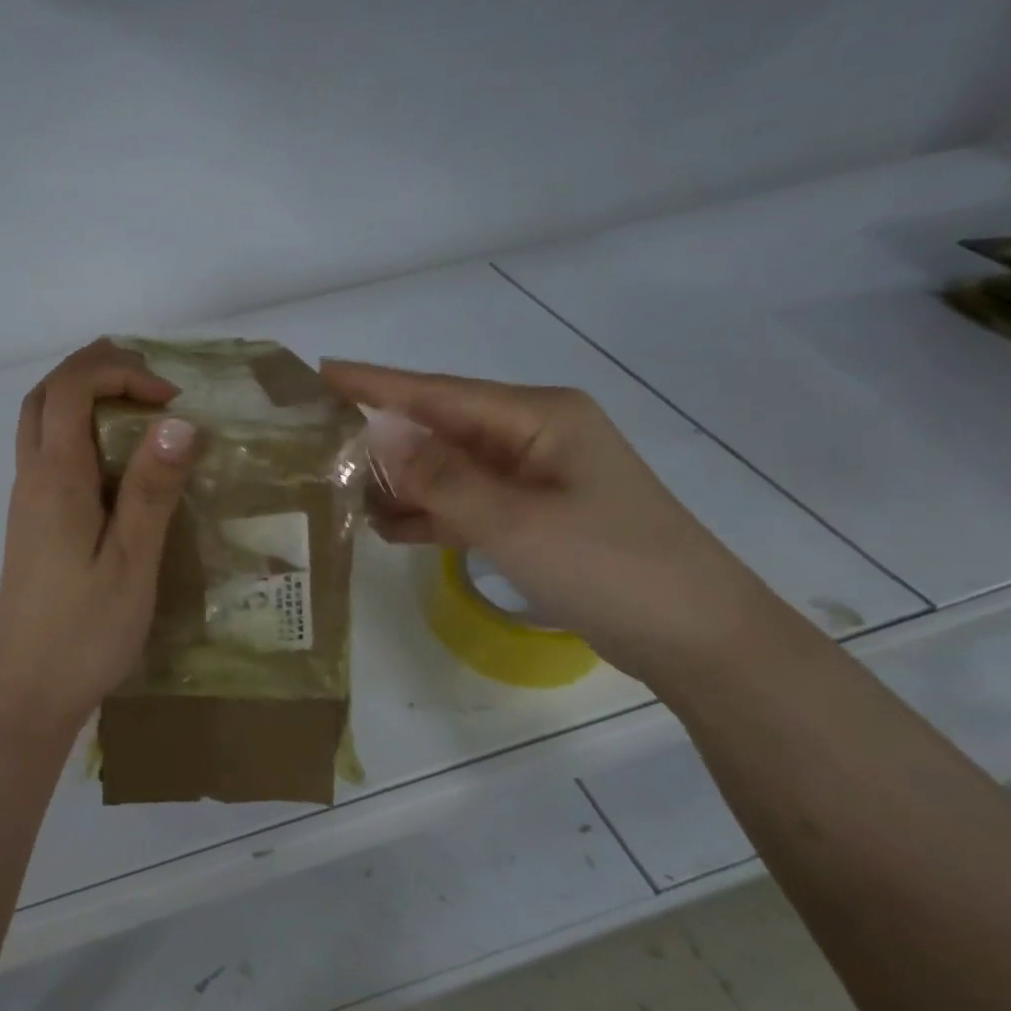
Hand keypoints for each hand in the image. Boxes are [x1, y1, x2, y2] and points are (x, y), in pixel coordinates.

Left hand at [0, 340, 196, 729]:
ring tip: (139, 411)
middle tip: (149, 384)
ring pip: (41, 423)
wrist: (27, 689)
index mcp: (56, 477)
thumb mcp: (132, 561)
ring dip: (83, 399)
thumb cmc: (84, 630)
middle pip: (45, 394)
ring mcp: (27, 501)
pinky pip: (49, 454)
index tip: (172, 400)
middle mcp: (32, 477)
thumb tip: (178, 421)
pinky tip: (120, 464)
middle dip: (94, 371)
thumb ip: (152, 489)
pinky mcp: (33, 523)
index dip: (120, 374)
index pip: (71, 388)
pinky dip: (80, 433)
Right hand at [321, 361, 780, 680]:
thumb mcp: (516, 523)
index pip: (437, 392)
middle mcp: (533, 435)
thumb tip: (375, 428)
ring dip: (401, 482)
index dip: (375, 383)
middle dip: (380, 437)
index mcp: (538, 417)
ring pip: (448, 468)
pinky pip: (465, 502)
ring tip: (339, 492)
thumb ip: (440, 477)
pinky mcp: (533, 515)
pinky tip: (387, 527)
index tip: (320, 372)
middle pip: (439, 428)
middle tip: (314, 444)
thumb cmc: (610, 568)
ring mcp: (533, 477)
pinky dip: (429, 513)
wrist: (696, 639)